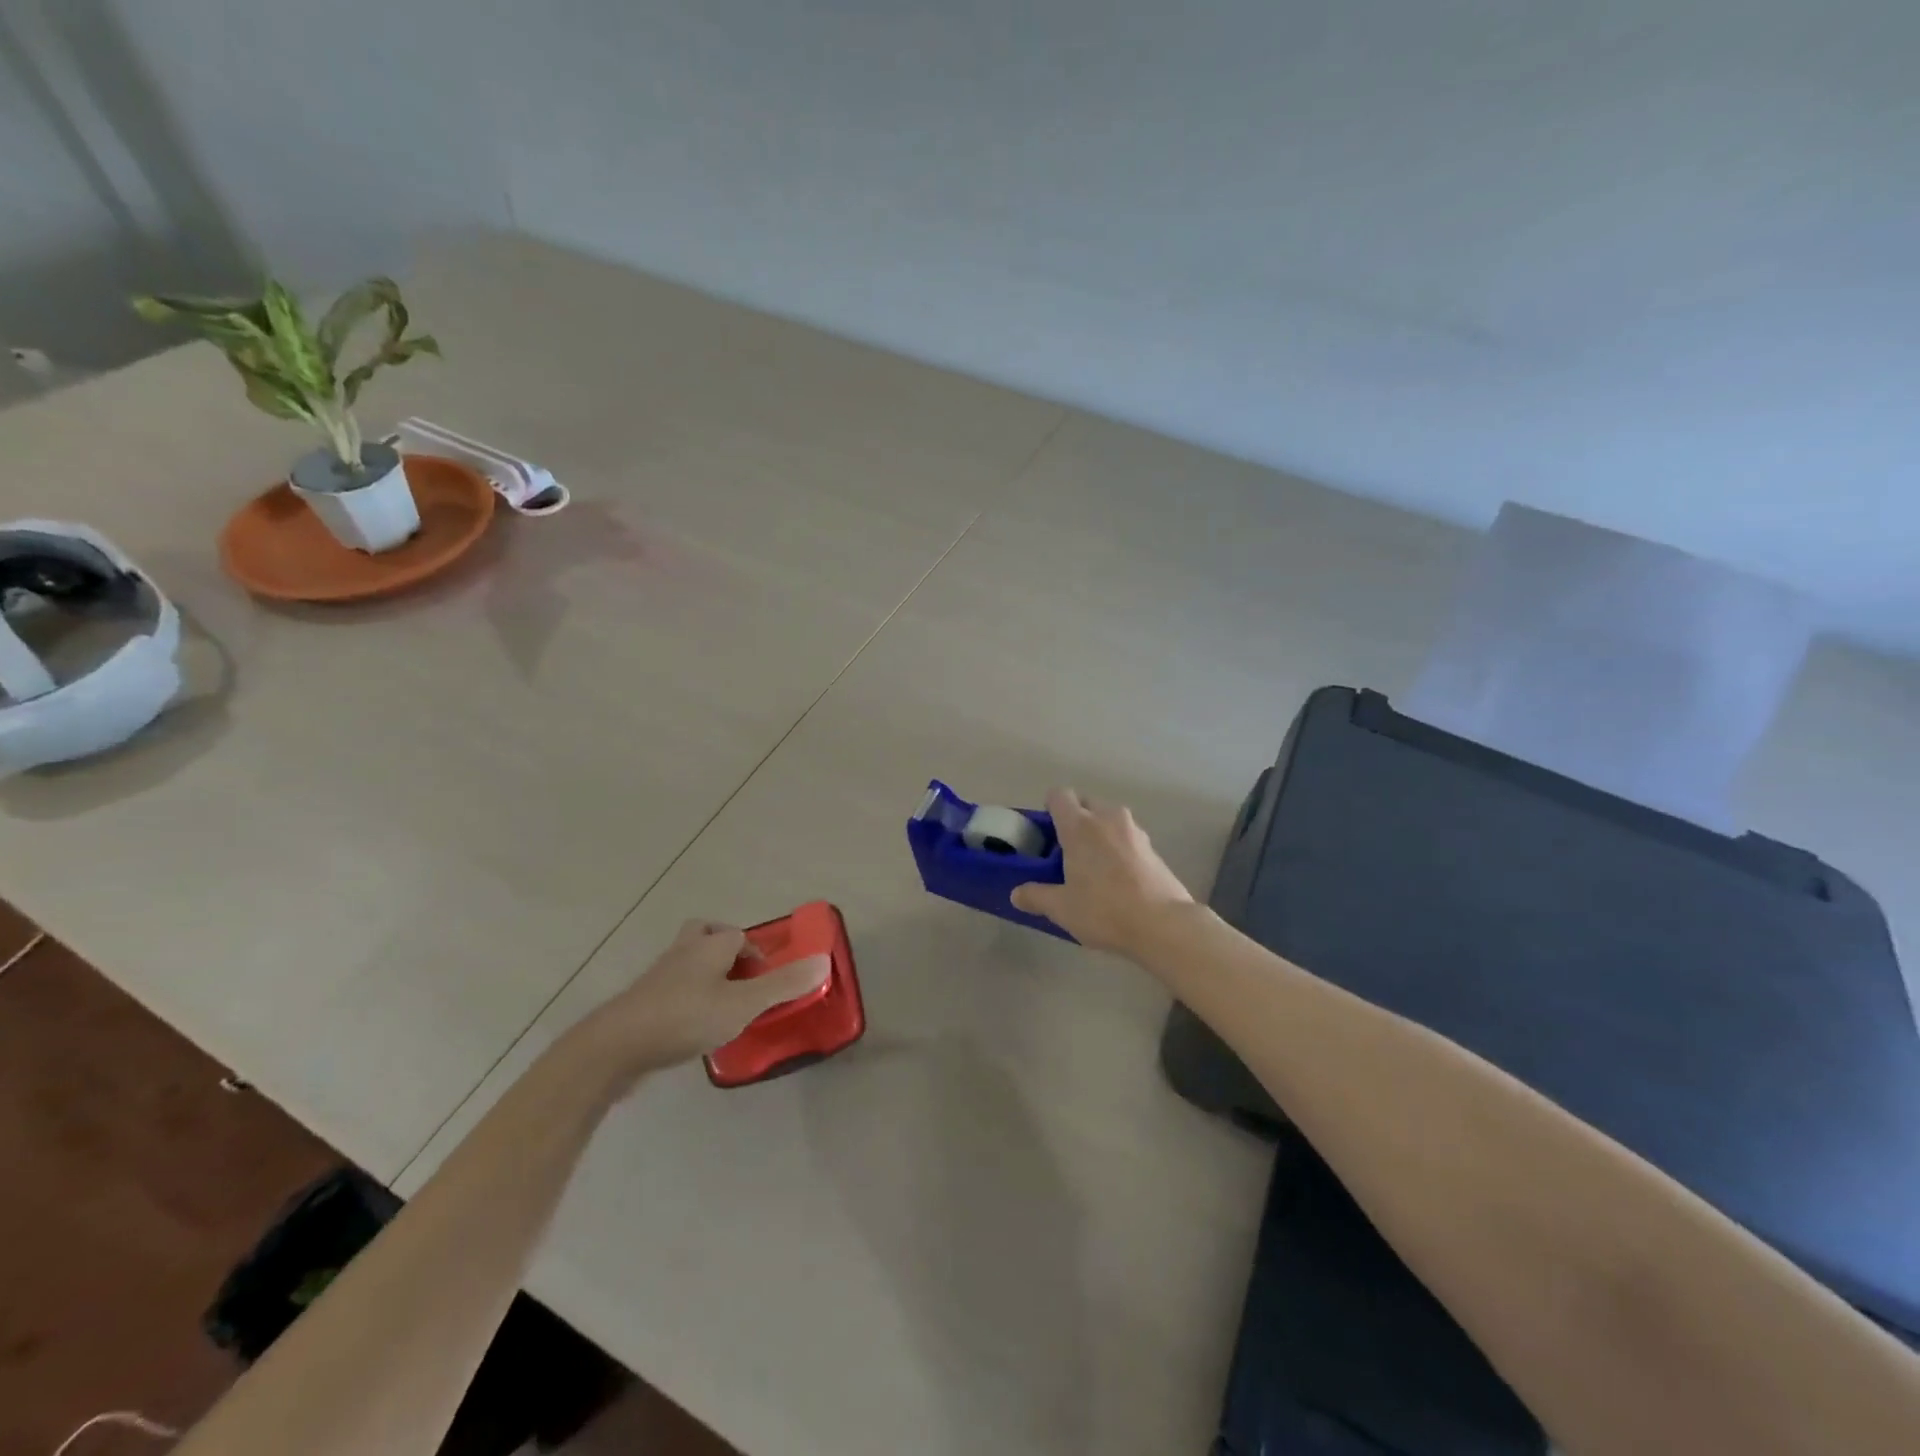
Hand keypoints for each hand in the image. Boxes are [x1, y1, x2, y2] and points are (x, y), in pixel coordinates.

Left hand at [579, 920, 830, 1076]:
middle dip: (723, 948)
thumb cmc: (685, 1018)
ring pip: (685, 963)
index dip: (756, 953)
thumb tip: (825, 961)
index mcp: (709, 946)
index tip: (767, 981)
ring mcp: (658, 979)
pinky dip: (686, 1000)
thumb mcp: (743, 1004)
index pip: (738, 934)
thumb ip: (783, 985)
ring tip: (722, 1006)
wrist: (614, 1048)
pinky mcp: (641, 1005)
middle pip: (704, 935)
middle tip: (740, 977)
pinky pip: (670, 991)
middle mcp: (683, 953)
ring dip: (705, 975)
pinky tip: (694, 1028)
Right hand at [1010, 789, 1193, 953]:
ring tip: (1095, 869)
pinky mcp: (1154, 848)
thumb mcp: (1062, 908)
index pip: (1059, 795)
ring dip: (1099, 834)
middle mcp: (1108, 818)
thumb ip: (1036, 896)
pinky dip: (1119, 849)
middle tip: (1068, 853)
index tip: (1047, 834)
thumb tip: (1017, 894)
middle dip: (1076, 821)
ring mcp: (1135, 831)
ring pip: (1109, 820)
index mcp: (1080, 825)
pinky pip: (1128, 838)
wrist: (1164, 925)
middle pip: (1086, 803)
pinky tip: (1119, 881)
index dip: (1049, 809)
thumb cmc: (1104, 910)